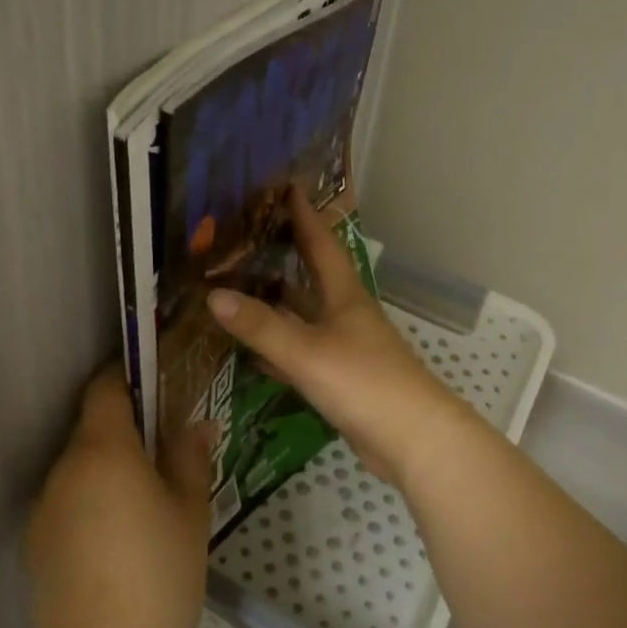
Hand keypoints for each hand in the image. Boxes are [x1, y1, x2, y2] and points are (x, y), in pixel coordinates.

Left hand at [27, 367, 213, 627]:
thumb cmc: (161, 573)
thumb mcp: (191, 510)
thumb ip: (190, 457)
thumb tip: (198, 425)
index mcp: (104, 450)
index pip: (105, 389)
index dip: (128, 379)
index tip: (155, 388)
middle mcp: (65, 468)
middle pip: (92, 429)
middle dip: (124, 433)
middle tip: (162, 456)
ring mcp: (45, 507)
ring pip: (79, 469)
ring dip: (106, 472)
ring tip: (140, 507)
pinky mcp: (35, 543)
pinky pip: (66, 504)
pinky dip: (88, 505)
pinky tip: (114, 543)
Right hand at [204, 185, 468, 488]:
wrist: (413, 440)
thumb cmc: (365, 383)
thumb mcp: (307, 352)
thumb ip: (260, 326)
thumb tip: (212, 295)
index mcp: (344, 295)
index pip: (322, 243)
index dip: (305, 215)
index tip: (288, 187)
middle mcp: (345, 314)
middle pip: (311, 276)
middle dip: (285, 254)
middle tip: (248, 235)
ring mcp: (345, 347)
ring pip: (305, 315)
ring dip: (277, 301)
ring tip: (238, 285)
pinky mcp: (341, 379)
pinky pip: (302, 352)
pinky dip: (278, 346)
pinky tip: (253, 350)